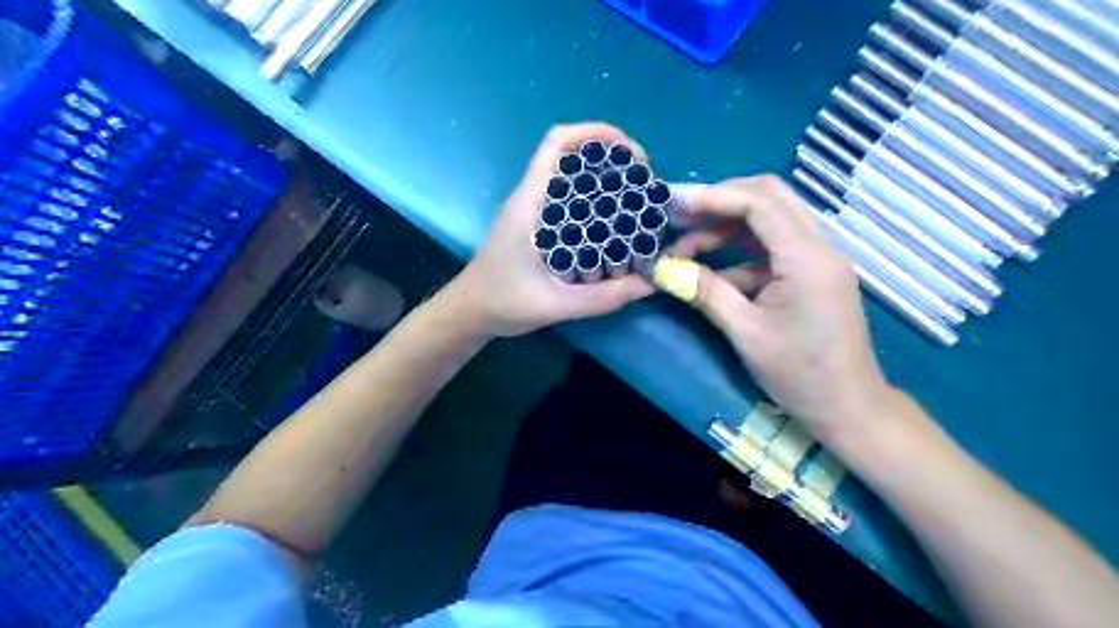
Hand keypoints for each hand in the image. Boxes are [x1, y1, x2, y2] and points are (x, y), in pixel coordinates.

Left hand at [449, 123, 651, 338]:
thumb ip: (601, 299)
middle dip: (611, 160)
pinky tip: (614, 227)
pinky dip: (594, 203)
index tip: (632, 156)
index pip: (557, 144)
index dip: (596, 134)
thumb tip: (649, 284)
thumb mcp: (554, 305)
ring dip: (604, 181)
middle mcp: (531, 198)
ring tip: (637, 202)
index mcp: (529, 203)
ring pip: (571, 179)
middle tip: (643, 185)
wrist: (470, 312)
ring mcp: (532, 211)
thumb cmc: (502, 303)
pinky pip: (569, 202)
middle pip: (571, 156)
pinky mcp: (536, 225)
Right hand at [673, 174, 891, 440]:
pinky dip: (738, 251)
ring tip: (684, 246)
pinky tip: (708, 270)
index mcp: (807, 259)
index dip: (712, 197)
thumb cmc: (799, 375)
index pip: (760, 202)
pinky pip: (771, 246)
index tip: (672, 204)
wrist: (847, 406)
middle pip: (769, 197)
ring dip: (725, 225)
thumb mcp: (745, 333)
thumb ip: (705, 292)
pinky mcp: (811, 272)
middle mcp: (819, 246)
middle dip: (719, 201)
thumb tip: (662, 268)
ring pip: (770, 218)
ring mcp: (818, 257)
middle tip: (677, 215)